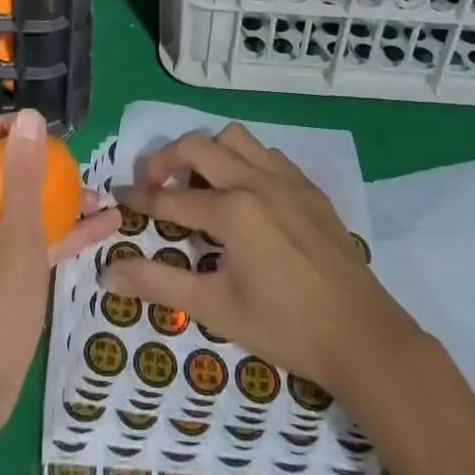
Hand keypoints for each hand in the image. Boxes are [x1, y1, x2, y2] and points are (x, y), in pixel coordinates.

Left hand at [0, 110, 120, 431]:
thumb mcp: (17, 240)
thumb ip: (23, 177)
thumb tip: (30, 118)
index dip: (6, 127)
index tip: (45, 130)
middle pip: (1, 170)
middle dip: (42, 163)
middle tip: (78, 164)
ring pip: (21, 205)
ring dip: (58, 197)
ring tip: (101, 195)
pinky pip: (31, 238)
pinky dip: (61, 231)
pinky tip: (104, 228)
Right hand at [100, 123, 419, 395]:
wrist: (364, 336)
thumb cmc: (286, 327)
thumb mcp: (217, 309)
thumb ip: (160, 285)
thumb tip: (110, 271)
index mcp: (231, 210)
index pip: (171, 198)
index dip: (141, 199)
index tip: (120, 196)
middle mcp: (255, 180)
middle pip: (197, 146)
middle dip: (166, 160)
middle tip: (153, 184)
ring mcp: (285, 179)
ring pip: (234, 138)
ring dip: (208, 152)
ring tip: (201, 185)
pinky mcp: (309, 187)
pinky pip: (267, 154)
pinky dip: (245, 161)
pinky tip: (246, 194)